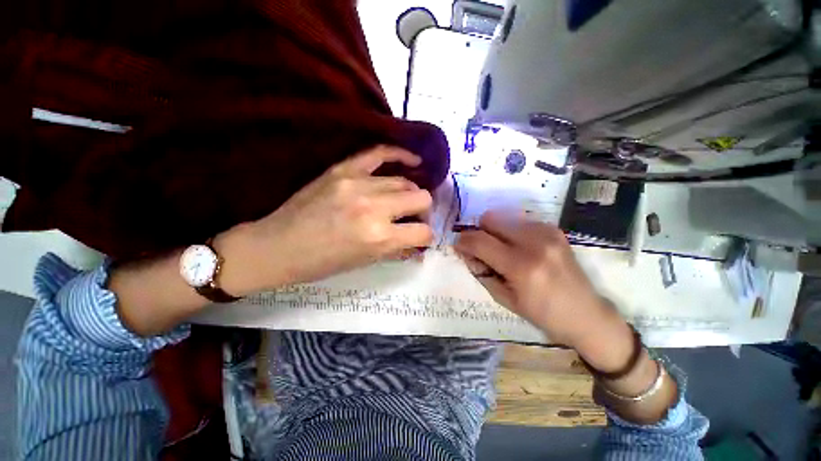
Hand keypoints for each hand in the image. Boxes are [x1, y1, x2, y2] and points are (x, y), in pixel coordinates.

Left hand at [216, 145, 434, 293]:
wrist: (277, 246)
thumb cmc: (322, 263)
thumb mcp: (365, 262)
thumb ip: (396, 248)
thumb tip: (417, 243)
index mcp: (379, 237)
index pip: (423, 232)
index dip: (426, 237)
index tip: (421, 238)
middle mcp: (374, 208)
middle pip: (421, 198)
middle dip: (423, 211)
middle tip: (413, 217)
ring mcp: (358, 184)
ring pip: (404, 180)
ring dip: (410, 193)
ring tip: (404, 199)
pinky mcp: (343, 169)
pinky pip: (380, 152)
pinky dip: (399, 155)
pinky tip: (412, 160)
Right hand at [454, 211, 627, 350]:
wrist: (587, 314)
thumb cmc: (542, 314)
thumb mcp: (504, 298)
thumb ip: (481, 271)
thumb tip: (465, 252)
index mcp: (522, 267)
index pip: (480, 241)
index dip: (463, 241)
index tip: (458, 245)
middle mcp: (535, 242)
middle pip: (491, 219)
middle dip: (479, 232)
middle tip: (480, 249)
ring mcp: (547, 232)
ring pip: (503, 217)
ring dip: (494, 231)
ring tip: (501, 250)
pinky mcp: (554, 229)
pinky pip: (519, 221)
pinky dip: (510, 231)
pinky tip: (517, 247)